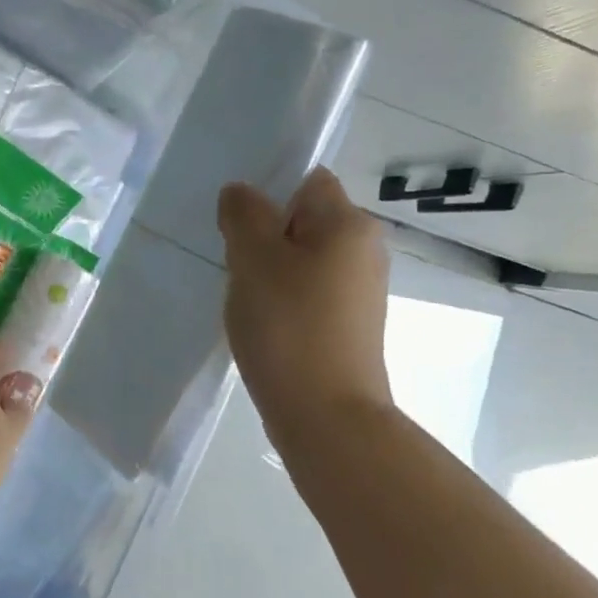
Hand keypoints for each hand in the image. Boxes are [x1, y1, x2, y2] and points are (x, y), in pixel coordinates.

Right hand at [217, 168, 393, 434]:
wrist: (326, 417)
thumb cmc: (289, 326)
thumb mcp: (253, 259)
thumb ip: (243, 214)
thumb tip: (241, 193)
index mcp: (349, 224)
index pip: (306, 180)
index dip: (268, 193)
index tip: (236, 223)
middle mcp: (364, 249)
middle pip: (302, 220)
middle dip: (263, 234)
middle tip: (232, 260)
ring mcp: (360, 290)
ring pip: (302, 258)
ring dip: (269, 269)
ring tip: (243, 296)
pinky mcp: (349, 324)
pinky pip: (308, 292)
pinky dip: (282, 299)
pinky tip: (261, 322)